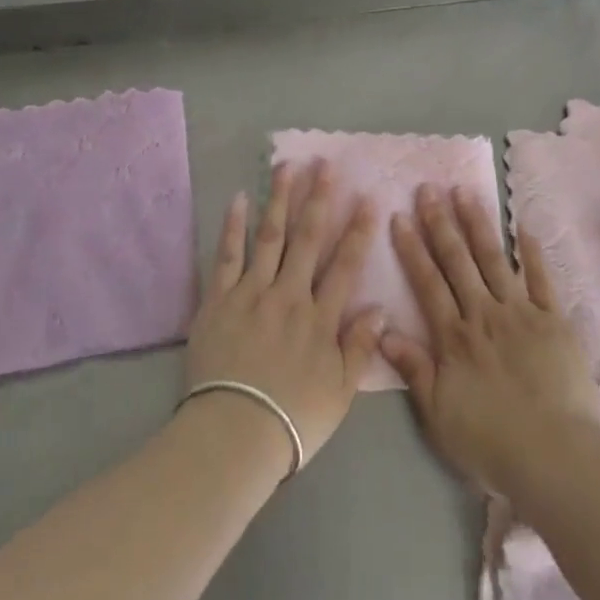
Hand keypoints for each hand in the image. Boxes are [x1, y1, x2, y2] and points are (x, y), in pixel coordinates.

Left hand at [182, 161, 383, 469]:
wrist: (234, 434)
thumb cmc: (293, 419)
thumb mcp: (340, 391)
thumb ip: (360, 347)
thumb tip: (380, 308)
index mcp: (320, 318)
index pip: (345, 265)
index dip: (358, 230)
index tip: (367, 198)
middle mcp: (289, 295)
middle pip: (307, 239)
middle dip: (318, 199)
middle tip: (324, 165)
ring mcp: (251, 293)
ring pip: (270, 237)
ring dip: (279, 200)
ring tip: (286, 167)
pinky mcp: (218, 300)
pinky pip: (227, 256)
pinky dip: (233, 226)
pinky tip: (239, 199)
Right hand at [380, 185, 599, 497]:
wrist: (555, 457)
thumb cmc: (491, 442)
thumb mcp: (439, 415)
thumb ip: (414, 369)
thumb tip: (383, 329)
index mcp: (454, 337)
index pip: (427, 282)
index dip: (411, 248)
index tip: (399, 216)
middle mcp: (484, 314)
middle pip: (458, 261)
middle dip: (440, 223)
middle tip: (428, 189)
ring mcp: (521, 313)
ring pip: (494, 259)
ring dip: (478, 224)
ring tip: (466, 192)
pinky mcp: (554, 320)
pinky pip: (541, 279)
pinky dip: (532, 252)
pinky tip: (523, 227)